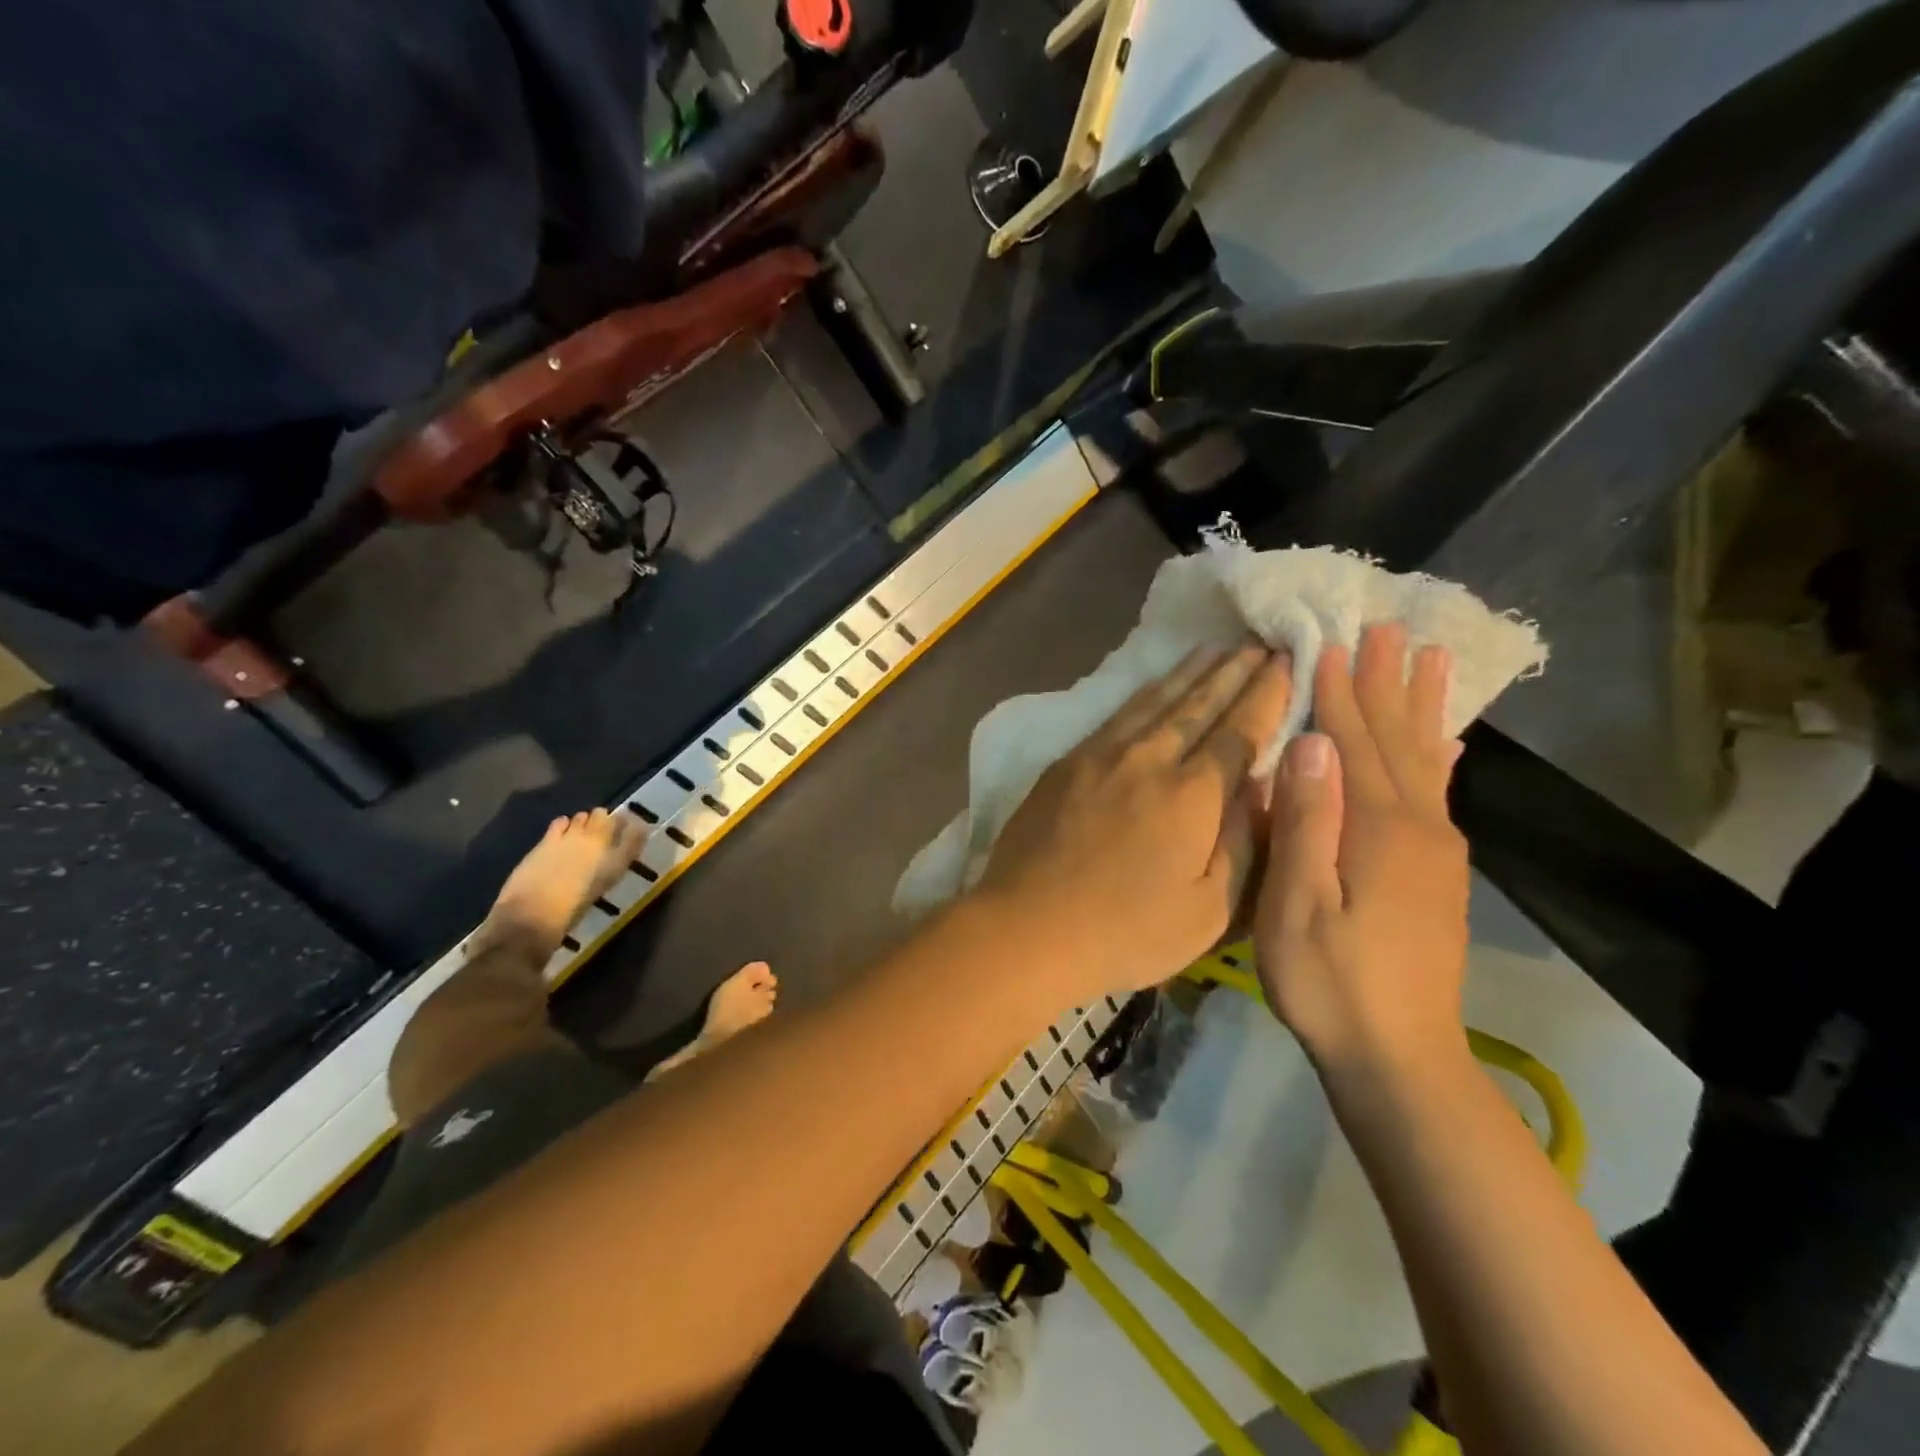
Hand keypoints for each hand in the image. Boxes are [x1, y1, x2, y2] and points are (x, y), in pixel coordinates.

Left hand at [976, 643, 1292, 1000]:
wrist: (1028, 926)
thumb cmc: (1126, 932)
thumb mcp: (1210, 909)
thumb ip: (1243, 842)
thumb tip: (1258, 787)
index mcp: (1192, 795)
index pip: (1239, 731)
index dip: (1266, 695)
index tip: (1286, 663)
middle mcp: (1149, 759)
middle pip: (1199, 704)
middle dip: (1233, 672)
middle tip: (1258, 644)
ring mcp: (1102, 754)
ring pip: (1156, 700)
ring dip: (1190, 673)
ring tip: (1214, 649)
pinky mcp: (1067, 762)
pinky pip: (1118, 713)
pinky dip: (1145, 693)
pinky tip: (1154, 686)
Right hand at [1253, 623, 1470, 1074]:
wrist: (1400, 1055)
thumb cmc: (1330, 982)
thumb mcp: (1298, 906)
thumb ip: (1308, 823)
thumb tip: (1312, 745)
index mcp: (1379, 829)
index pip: (1354, 742)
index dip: (1342, 691)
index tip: (1333, 641)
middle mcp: (1418, 827)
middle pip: (1397, 739)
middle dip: (1388, 682)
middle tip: (1387, 627)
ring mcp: (1436, 850)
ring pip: (1424, 759)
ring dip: (1420, 706)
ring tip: (1429, 657)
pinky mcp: (1439, 872)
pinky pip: (1439, 794)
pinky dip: (1438, 755)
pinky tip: (1444, 740)